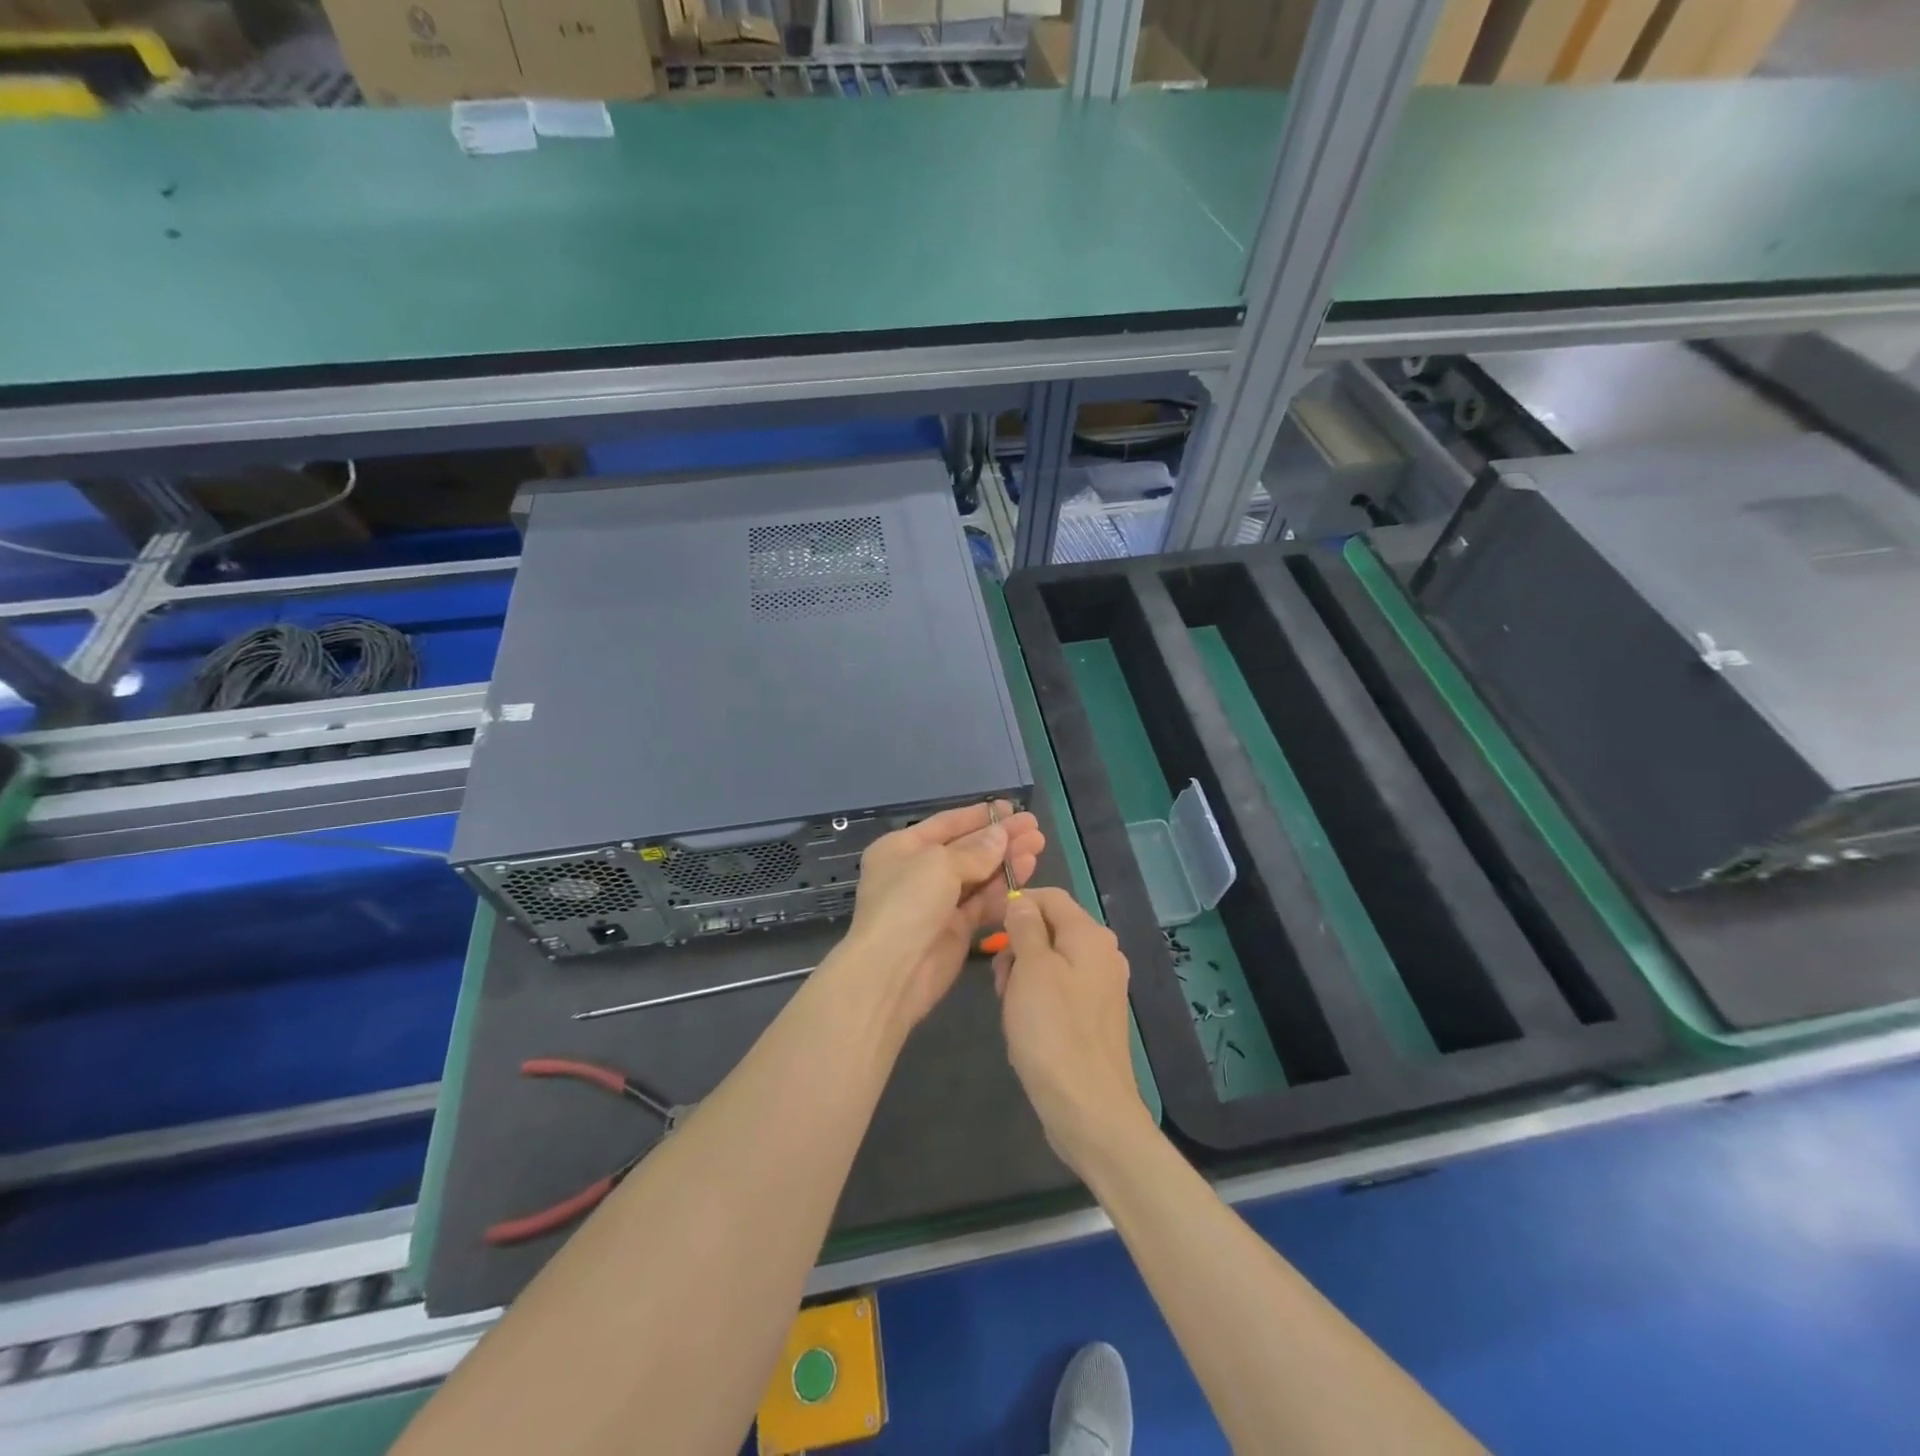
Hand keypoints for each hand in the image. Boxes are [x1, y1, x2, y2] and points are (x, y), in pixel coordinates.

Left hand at [840, 801, 1042, 1032]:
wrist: (891, 972)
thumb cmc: (907, 904)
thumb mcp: (939, 864)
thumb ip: (975, 850)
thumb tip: (1000, 836)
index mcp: (901, 848)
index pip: (946, 823)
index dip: (979, 815)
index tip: (1012, 809)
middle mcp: (917, 872)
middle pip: (966, 849)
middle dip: (1000, 838)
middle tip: (1035, 828)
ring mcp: (937, 902)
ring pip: (978, 875)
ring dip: (1006, 861)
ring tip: (1038, 846)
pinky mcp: (955, 929)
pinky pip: (982, 903)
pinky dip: (1003, 889)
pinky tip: (1027, 874)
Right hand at [994, 888, 1152, 1175]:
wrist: (1088, 1109)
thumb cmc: (1053, 1031)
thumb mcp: (1031, 969)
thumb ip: (1025, 927)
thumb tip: (1021, 901)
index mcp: (1091, 936)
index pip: (1050, 897)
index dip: (1017, 904)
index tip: (987, 929)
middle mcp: (1103, 954)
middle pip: (1050, 929)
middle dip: (1018, 946)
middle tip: (1000, 980)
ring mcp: (1102, 987)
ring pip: (1051, 961)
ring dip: (1024, 975)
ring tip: (1010, 1008)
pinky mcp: (1095, 1016)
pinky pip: (1060, 990)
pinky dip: (1038, 998)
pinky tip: (1026, 1025)